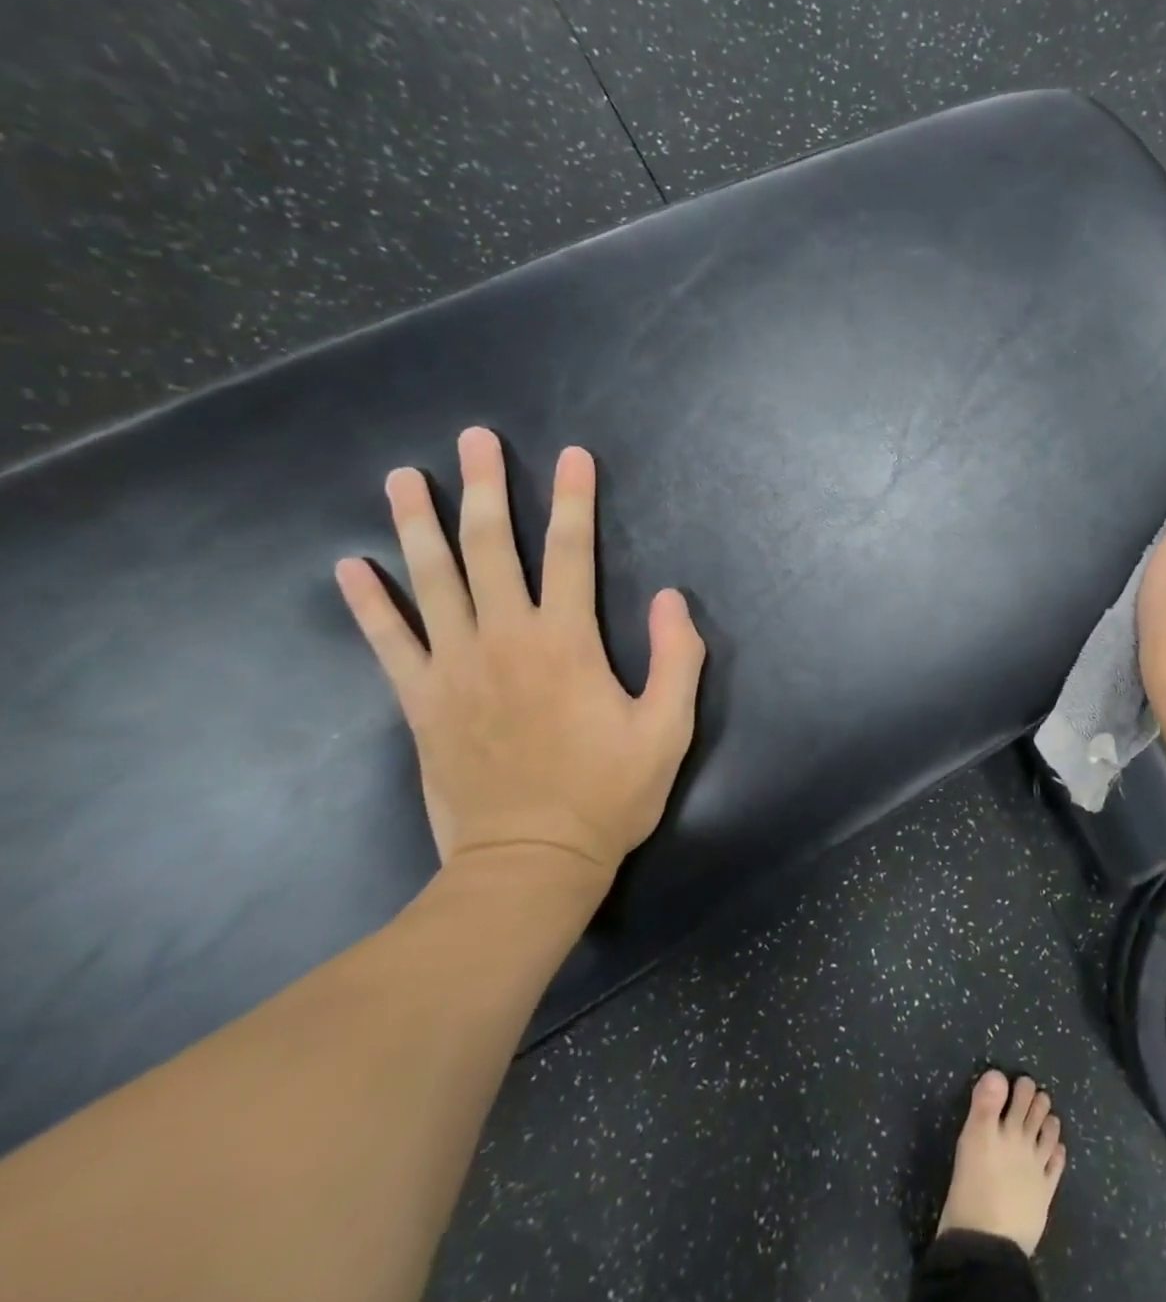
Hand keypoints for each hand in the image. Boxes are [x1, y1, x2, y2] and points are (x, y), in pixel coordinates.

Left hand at [334, 427, 705, 888]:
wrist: (529, 862)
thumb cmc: (609, 795)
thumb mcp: (669, 730)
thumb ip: (679, 658)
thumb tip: (673, 596)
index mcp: (567, 643)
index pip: (572, 553)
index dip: (575, 500)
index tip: (573, 456)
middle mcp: (504, 640)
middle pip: (492, 550)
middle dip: (487, 490)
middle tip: (475, 439)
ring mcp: (454, 669)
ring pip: (432, 581)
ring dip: (418, 525)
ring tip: (404, 477)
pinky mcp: (421, 702)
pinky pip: (388, 642)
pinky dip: (369, 603)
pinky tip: (349, 567)